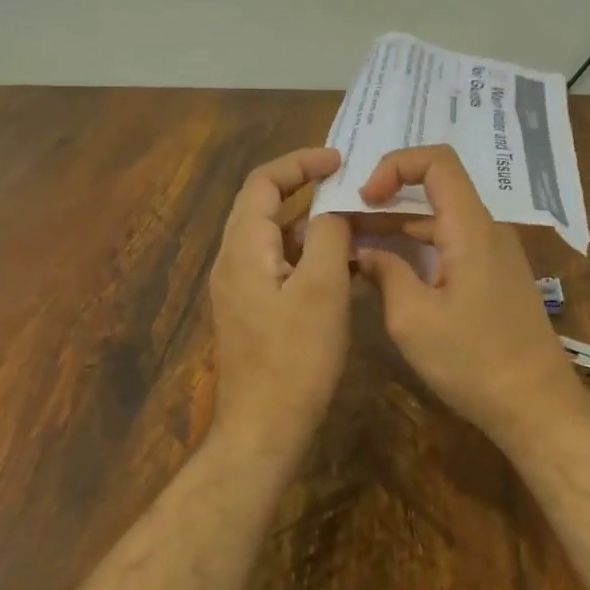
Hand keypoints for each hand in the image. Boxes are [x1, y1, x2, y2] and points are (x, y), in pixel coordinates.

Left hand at [208, 146, 352, 461]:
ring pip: (276, 237)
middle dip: (305, 188)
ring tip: (355, 222)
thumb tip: (334, 212)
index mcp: (243, 248)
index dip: (299, 163)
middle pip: (264, 206)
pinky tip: (345, 265)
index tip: (339, 160)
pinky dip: (309, 254)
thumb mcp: (323, 289)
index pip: (263, 182)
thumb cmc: (295, 358)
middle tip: (349, 182)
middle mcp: (234, 260)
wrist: (264, 429)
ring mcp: (241, 287)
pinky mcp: (253, 310)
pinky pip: (281, 265)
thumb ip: (330, 237)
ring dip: (311, 224)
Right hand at [354, 145, 579, 445]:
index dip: (395, 165)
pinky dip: (417, 249)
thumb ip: (385, 274)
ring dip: (397, 228)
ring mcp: (494, 253)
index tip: (364, 198)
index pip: (437, 161)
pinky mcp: (494, 276)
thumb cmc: (474, 362)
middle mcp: (487, 230)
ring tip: (353, 247)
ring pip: (440, 221)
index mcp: (471, 228)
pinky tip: (387, 271)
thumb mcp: (414, 320)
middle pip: (434, 191)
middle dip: (385, 201)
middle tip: (342, 223)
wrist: (537, 406)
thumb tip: (364, 252)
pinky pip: (451, 245)